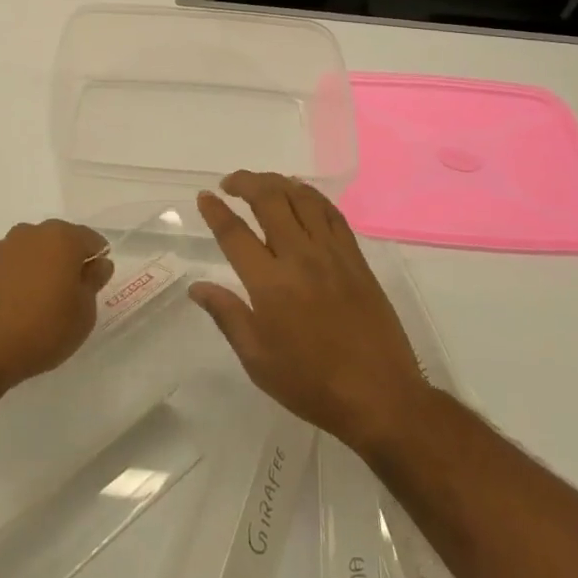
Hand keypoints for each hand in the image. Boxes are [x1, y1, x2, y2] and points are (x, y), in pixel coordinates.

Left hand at [0, 219, 112, 401]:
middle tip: (66, 297)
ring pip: (29, 252)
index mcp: (61, 238)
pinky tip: (9, 309)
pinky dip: (12, 280)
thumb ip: (93, 283)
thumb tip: (97, 264)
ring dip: (37, 269)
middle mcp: (30, 233)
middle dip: (65, 262)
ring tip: (34, 305)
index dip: (96, 261)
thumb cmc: (40, 332)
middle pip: (57, 241)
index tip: (93, 286)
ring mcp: (0, 248)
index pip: (90, 239)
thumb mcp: (83, 315)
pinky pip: (5, 268)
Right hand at [190, 171, 429, 452]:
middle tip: (230, 183)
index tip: (204, 197)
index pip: (235, 233)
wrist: (379, 395)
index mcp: (270, 284)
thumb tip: (197, 287)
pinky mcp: (355, 256)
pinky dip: (311, 195)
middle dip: (245, 182)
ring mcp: (331, 252)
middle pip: (269, 200)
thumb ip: (227, 316)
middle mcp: (299, 257)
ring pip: (301, 197)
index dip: (216, 211)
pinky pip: (331, 211)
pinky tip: (301, 195)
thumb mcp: (258, 360)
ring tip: (261, 183)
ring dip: (276, 182)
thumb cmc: (311, 384)